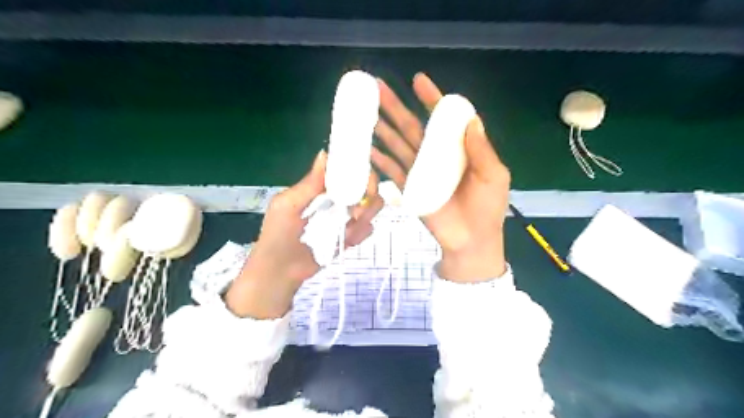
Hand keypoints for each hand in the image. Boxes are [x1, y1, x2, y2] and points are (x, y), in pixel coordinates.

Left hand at [225, 152, 382, 318]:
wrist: (280, 271)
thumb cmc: (278, 234)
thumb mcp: (288, 205)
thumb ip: (309, 183)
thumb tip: (325, 153)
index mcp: (321, 188)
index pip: (347, 170)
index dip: (358, 169)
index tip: (361, 178)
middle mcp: (337, 199)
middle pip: (365, 187)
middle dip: (368, 194)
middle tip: (357, 210)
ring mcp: (345, 218)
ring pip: (371, 207)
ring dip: (367, 214)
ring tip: (351, 226)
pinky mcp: (350, 237)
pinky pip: (367, 230)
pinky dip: (361, 234)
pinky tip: (347, 241)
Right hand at [372, 73, 511, 282]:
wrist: (471, 240)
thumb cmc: (487, 207)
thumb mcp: (494, 176)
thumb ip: (482, 150)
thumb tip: (471, 119)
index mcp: (458, 148)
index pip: (442, 118)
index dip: (430, 99)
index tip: (417, 80)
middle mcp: (436, 154)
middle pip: (412, 126)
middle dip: (395, 107)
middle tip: (377, 88)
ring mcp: (420, 171)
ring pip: (397, 143)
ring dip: (382, 128)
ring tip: (364, 113)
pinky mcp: (409, 188)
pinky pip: (391, 170)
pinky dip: (378, 159)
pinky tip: (366, 147)